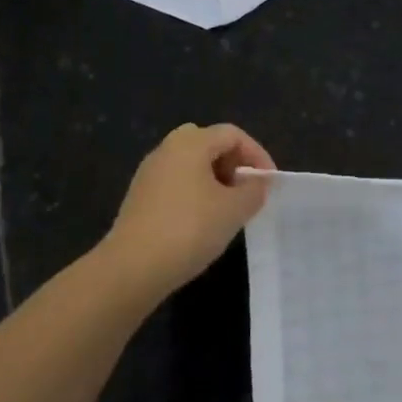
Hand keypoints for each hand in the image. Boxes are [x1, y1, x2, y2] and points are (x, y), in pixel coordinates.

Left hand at [103, 123, 275, 294]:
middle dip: (233, 163)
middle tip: (246, 190)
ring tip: (228, 209)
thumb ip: (254, 190)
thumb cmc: (190, 229)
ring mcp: (149, 173)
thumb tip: (257, 183)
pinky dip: (195, 193)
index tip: (269, 183)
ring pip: (190, 164)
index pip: (233, 134)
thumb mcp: (234, 210)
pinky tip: (202, 222)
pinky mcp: (139, 197)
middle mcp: (166, 149)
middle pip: (208, 143)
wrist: (133, 267)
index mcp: (190, 143)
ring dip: (214, 179)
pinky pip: (175, 183)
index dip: (257, 154)